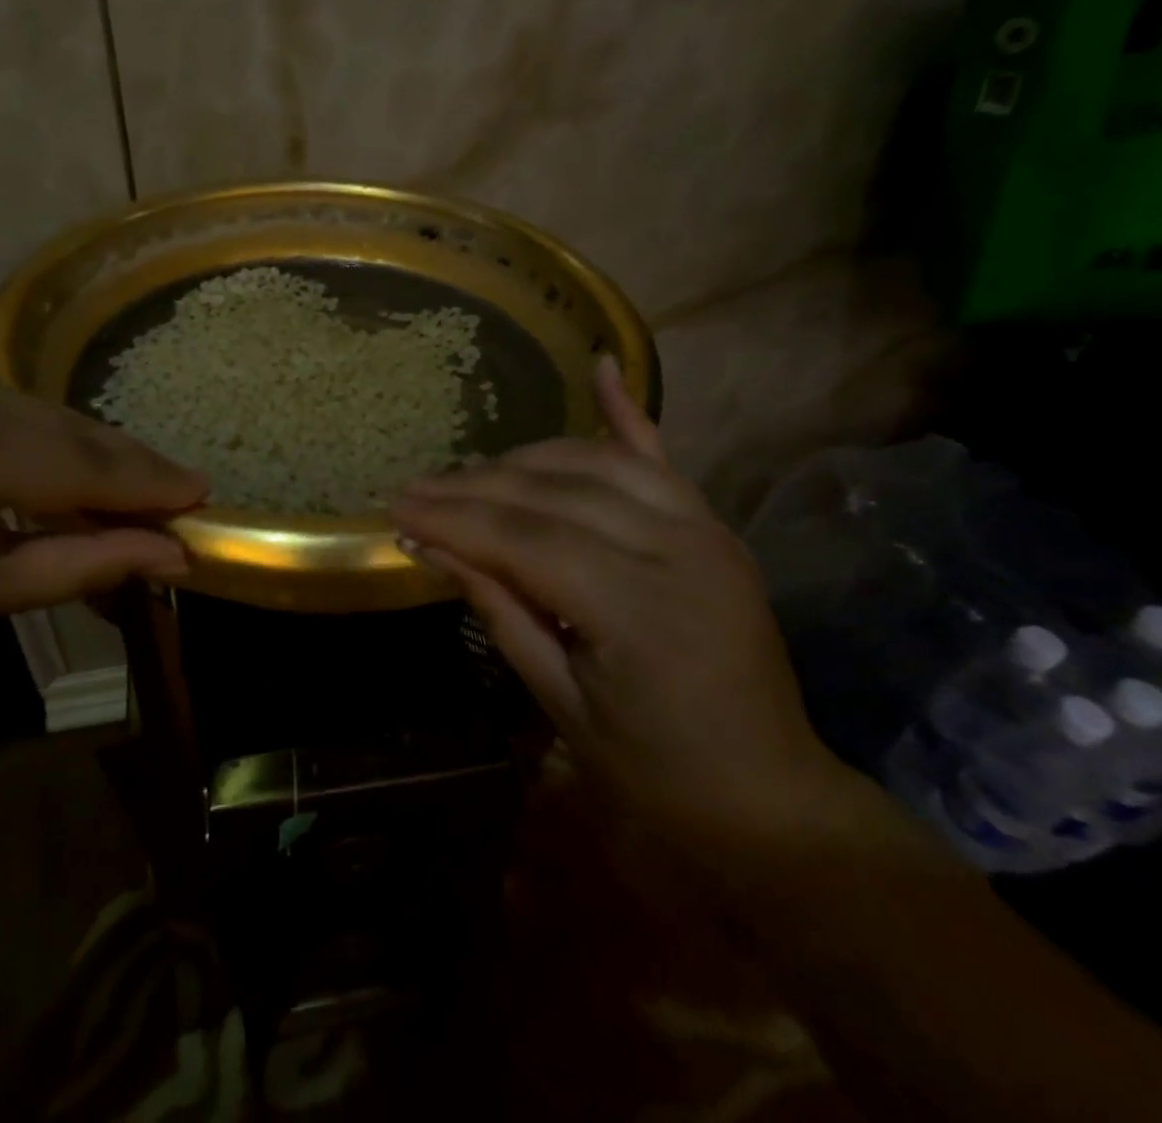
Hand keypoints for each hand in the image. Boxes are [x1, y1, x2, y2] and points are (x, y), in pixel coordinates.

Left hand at [0, 376, 204, 734]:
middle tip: (172, 484)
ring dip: (61, 443)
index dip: (143, 480)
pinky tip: (28, 464)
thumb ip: (89, 562)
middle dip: (112, 459)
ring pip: (2, 407)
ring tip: (113, 478)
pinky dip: (1, 434)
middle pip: (45, 423)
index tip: (201, 491)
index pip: (72, 460)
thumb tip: (177, 556)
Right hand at [392, 360, 851, 837]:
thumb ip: (499, 609)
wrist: (766, 796)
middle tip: (414, 488)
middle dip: (474, 487)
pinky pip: (660, 459)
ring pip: (594, 463)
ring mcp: (702, 528)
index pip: (524, 539)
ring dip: (523, 460)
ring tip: (468, 473)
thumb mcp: (560, 701)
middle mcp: (676, 548)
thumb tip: (430, 548)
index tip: (395, 507)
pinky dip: (624, 413)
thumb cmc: (654, 771)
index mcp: (638, 607)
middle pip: (553, 493)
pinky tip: (599, 366)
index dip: (453, 519)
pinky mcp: (712, 526)